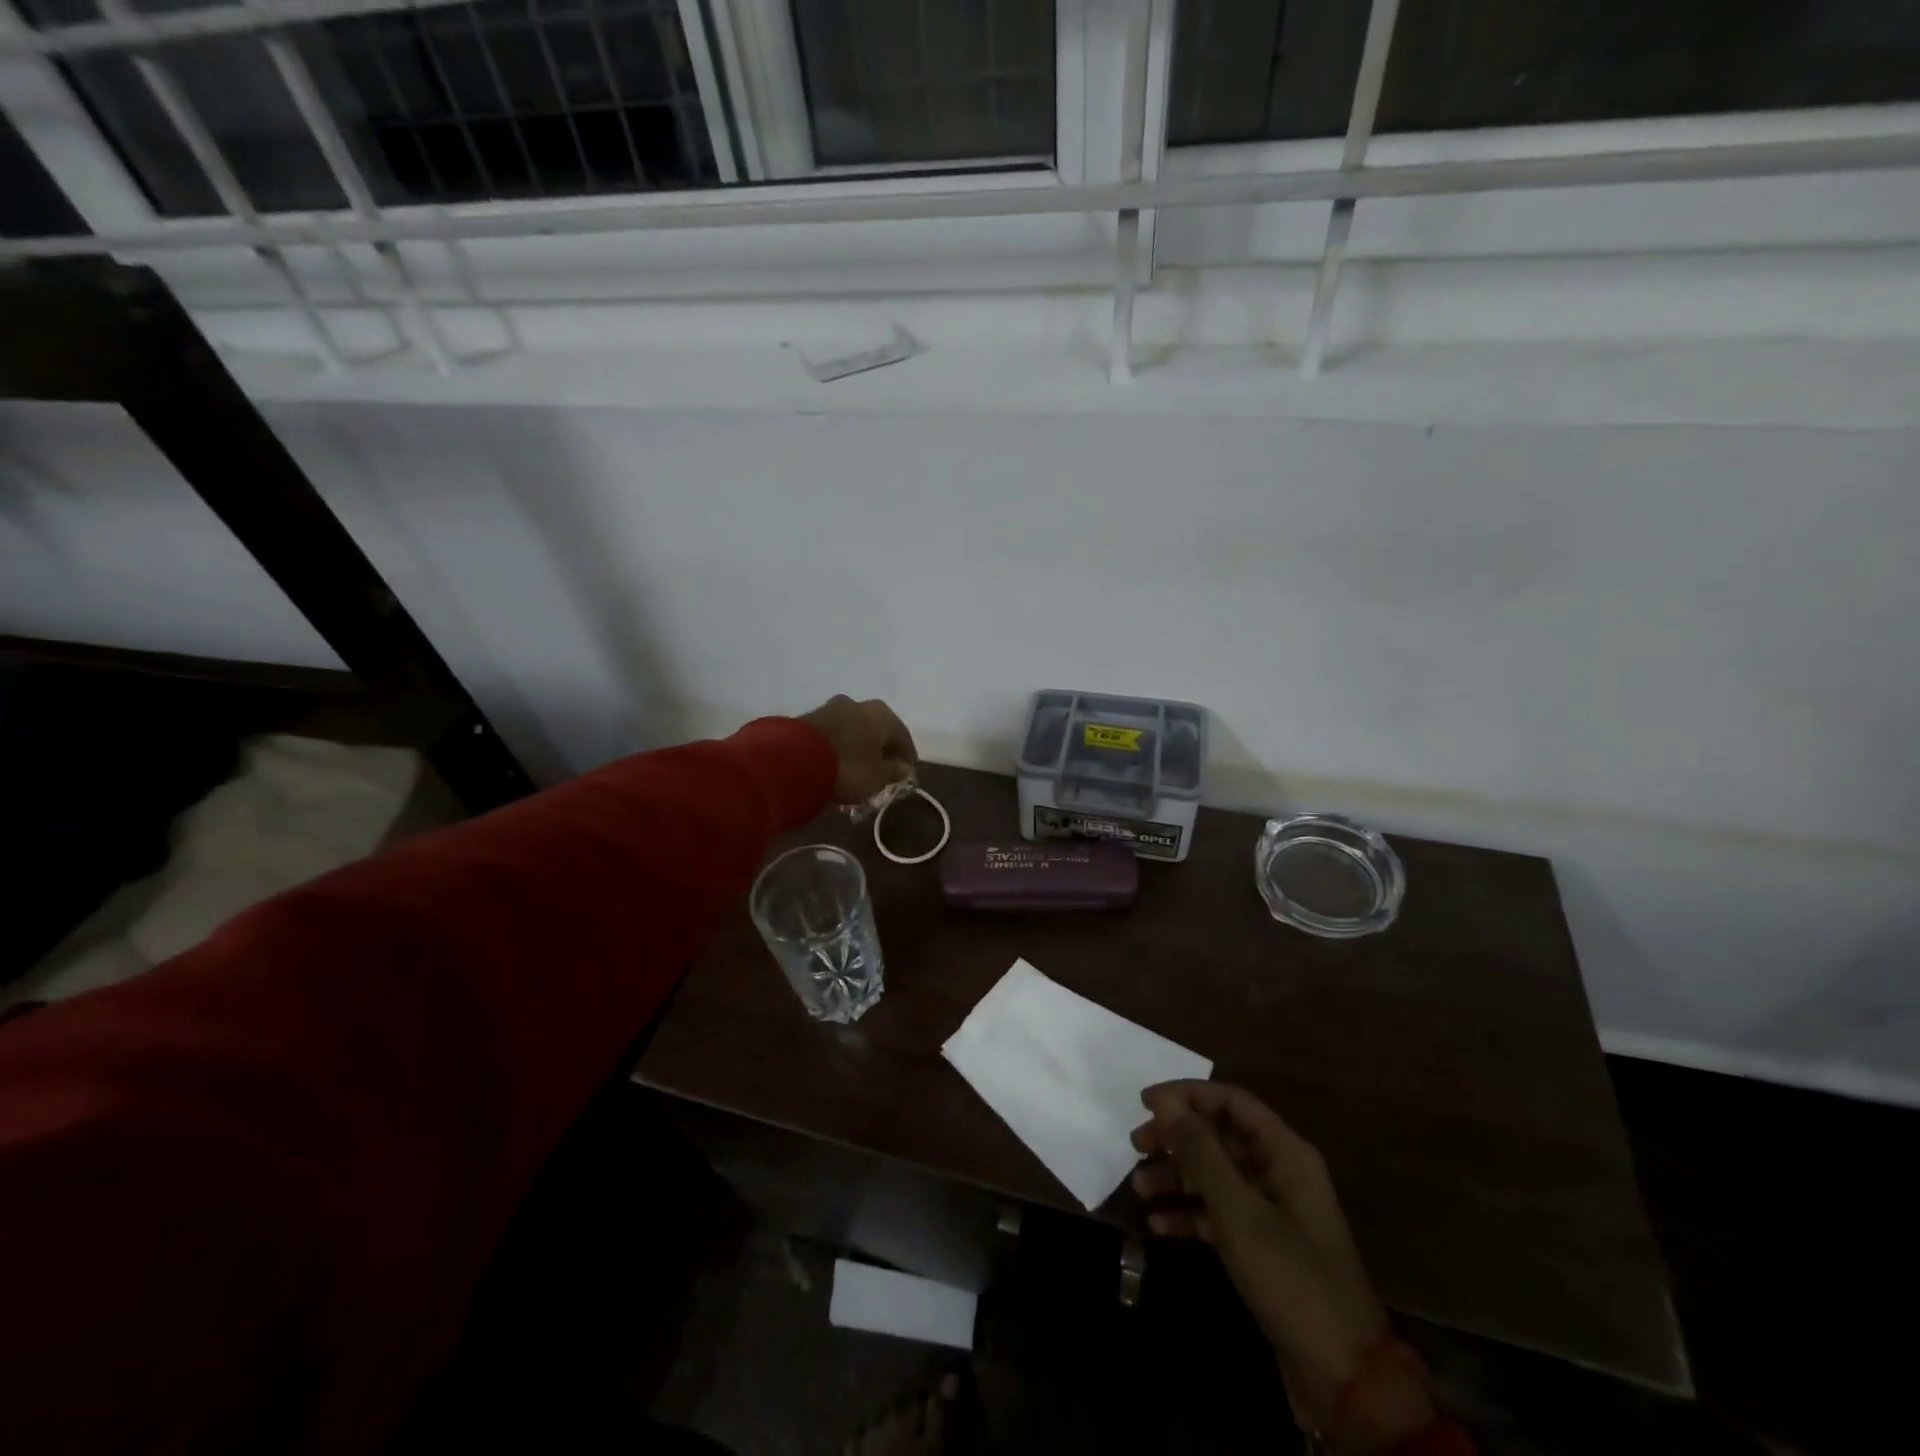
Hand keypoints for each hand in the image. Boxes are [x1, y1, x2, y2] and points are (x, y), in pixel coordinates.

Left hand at [801, 696, 918, 805]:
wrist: (795, 759)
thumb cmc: (849, 767)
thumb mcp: (879, 777)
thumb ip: (894, 772)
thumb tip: (902, 767)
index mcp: (883, 714)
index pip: (903, 737)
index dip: (906, 758)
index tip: (906, 775)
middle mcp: (860, 704)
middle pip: (877, 731)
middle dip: (880, 752)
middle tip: (881, 774)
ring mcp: (832, 709)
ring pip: (854, 732)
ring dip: (858, 750)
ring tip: (856, 773)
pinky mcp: (810, 718)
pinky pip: (834, 736)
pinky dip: (840, 749)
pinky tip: (837, 766)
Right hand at [1132, 1082, 1429, 1447]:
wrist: (1344, 1378)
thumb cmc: (1290, 1278)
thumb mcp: (1238, 1211)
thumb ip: (1200, 1151)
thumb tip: (1165, 1101)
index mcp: (1285, 1152)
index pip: (1231, 1101)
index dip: (1187, 1095)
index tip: (1145, 1104)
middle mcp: (1280, 1171)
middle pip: (1220, 1135)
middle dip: (1177, 1137)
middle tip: (1136, 1146)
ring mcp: (1273, 1210)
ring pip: (1216, 1174)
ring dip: (1177, 1176)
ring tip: (1140, 1190)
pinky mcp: (1265, 1246)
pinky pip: (1220, 1212)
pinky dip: (1191, 1213)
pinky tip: (1159, 1225)